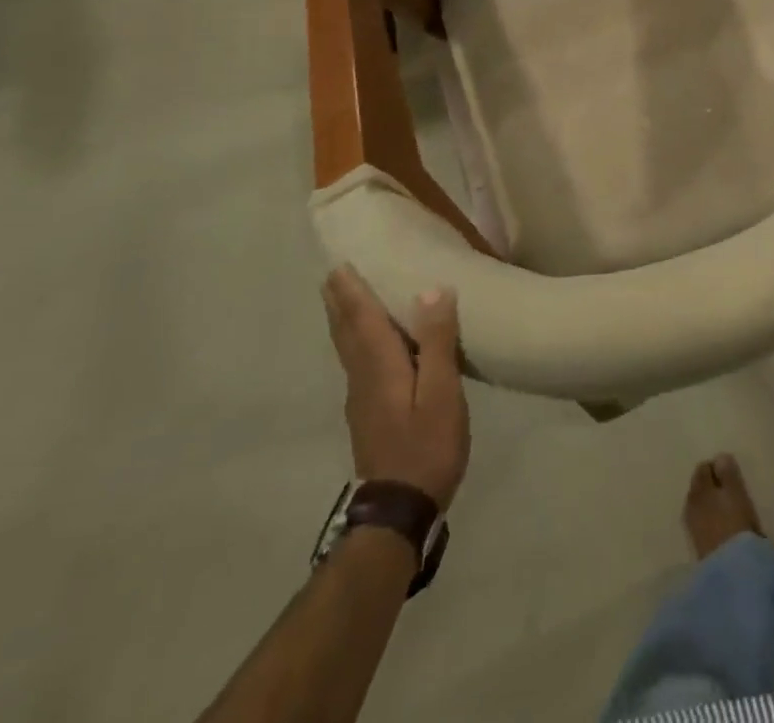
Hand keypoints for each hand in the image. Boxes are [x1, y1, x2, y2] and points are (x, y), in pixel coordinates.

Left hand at [322, 267, 469, 509]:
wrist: (398, 510)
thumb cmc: (426, 446)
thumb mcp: (441, 392)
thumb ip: (437, 341)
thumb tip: (431, 290)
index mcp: (380, 366)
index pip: (362, 318)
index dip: (352, 291)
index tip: (338, 264)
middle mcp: (363, 377)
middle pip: (347, 332)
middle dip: (340, 303)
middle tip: (332, 276)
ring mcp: (362, 399)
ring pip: (348, 349)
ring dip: (344, 321)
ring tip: (343, 301)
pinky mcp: (368, 414)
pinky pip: (357, 363)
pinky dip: (355, 341)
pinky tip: (366, 346)